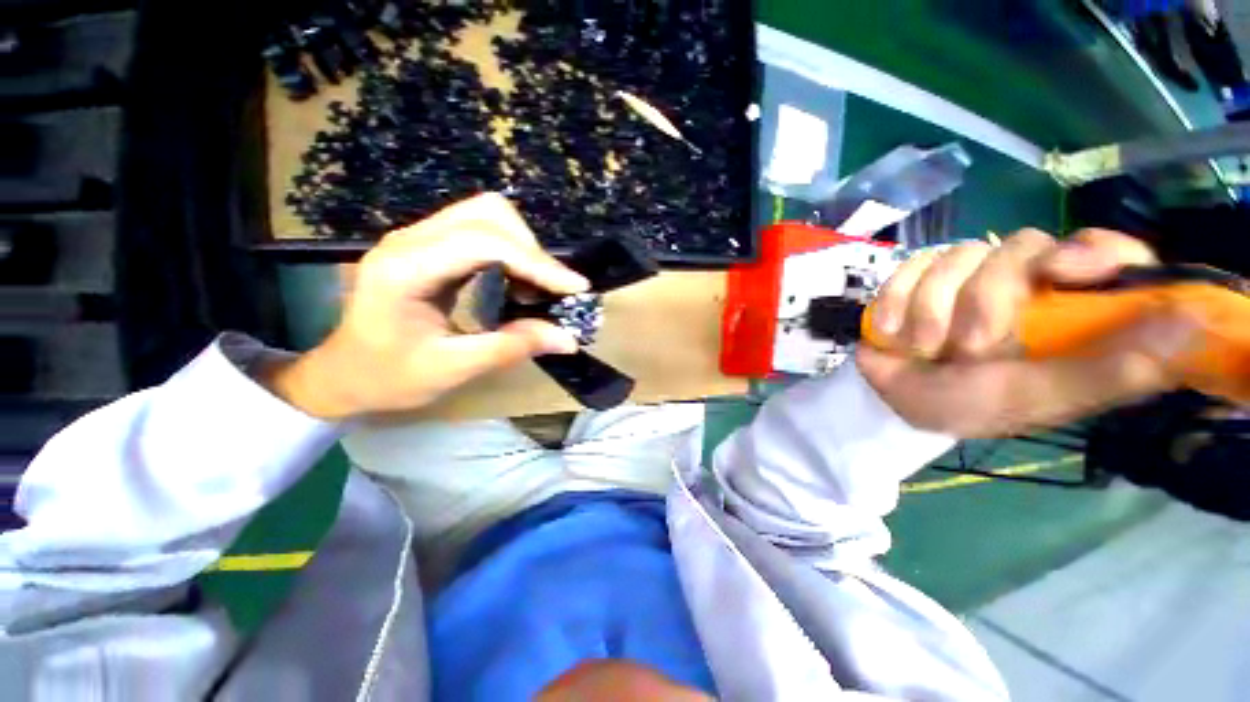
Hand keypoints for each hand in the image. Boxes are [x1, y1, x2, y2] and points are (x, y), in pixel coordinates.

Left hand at [265, 193, 588, 419]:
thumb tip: (569, 338)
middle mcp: (410, 240)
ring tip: (538, 288)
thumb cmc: (387, 378)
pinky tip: (518, 283)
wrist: (343, 374)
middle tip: (554, 290)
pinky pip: (481, 231)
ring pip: (487, 215)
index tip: (575, 288)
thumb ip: (511, 348)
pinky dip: (511, 252)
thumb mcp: (452, 369)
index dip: (536, 262)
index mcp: (406, 269)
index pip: (484, 243)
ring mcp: (418, 238)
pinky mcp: (430, 246)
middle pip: (488, 213)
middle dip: (532, 249)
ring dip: (524, 247)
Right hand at [856, 229, 1198, 437]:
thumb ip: (1113, 368)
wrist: (893, 399)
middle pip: (1019, 247)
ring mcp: (966, 275)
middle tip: (967, 351)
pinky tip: (892, 334)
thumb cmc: (972, 405)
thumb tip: (1196, 323)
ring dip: (932, 312)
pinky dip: (895, 302)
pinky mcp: (918, 276)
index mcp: (1066, 308)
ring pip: (957, 255)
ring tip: (923, 350)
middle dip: (984, 302)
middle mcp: (1024, 282)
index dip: (1087, 250)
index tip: (1063, 271)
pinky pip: (910, 266)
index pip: (1101, 249)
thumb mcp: (1043, 396)